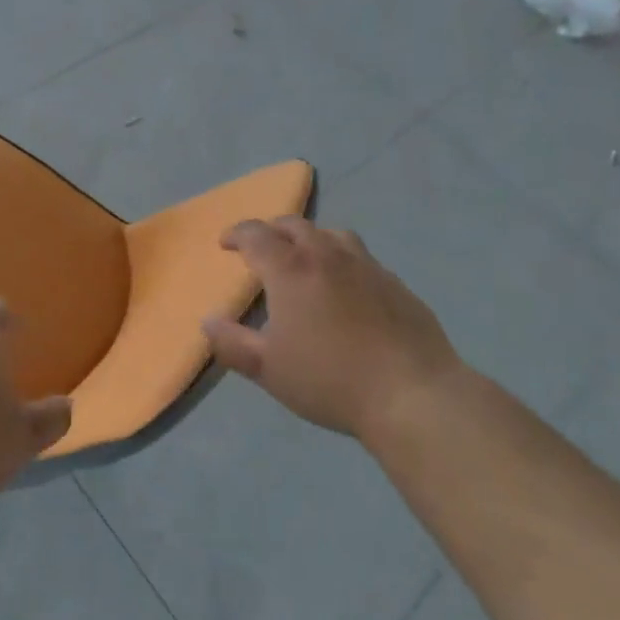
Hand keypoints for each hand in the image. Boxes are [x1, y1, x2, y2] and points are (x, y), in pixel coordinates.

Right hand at [204, 217, 462, 446]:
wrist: (412, 394)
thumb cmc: (329, 380)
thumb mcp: (268, 369)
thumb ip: (232, 343)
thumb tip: (208, 321)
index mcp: (290, 269)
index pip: (256, 235)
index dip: (237, 234)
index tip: (225, 244)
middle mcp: (327, 255)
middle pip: (294, 225)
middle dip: (272, 230)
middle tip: (262, 248)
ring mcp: (366, 265)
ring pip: (332, 234)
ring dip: (311, 238)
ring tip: (305, 258)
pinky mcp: (395, 283)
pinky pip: (361, 258)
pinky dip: (343, 260)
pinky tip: (346, 287)